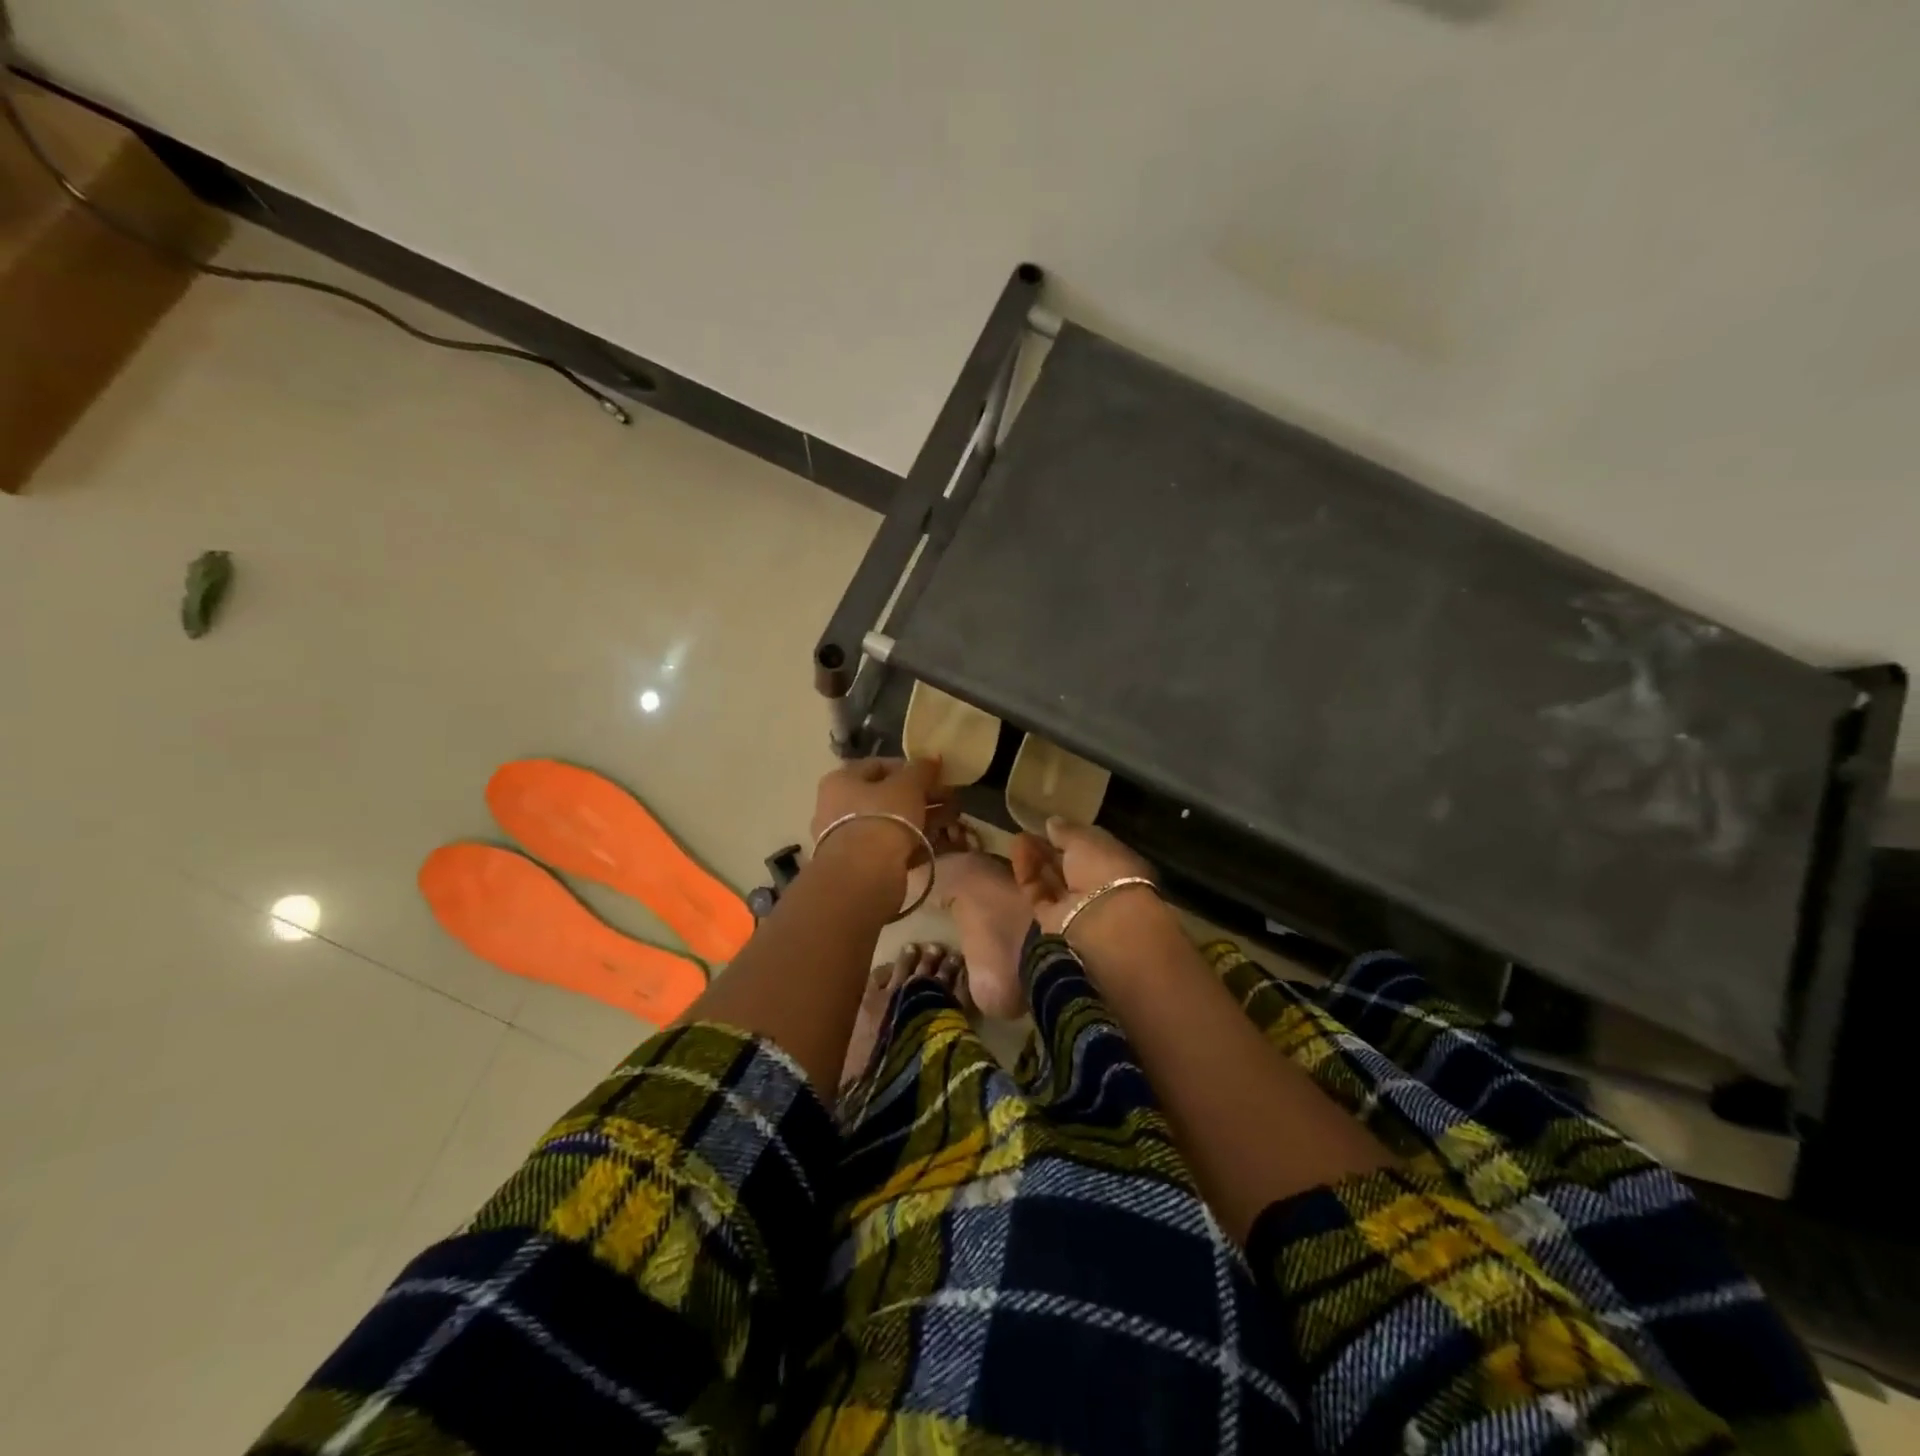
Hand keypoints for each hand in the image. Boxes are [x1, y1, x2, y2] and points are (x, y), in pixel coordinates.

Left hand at [810, 757, 951, 871]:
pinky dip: (918, 843)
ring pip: (894, 823)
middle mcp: (840, 807)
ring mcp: (851, 839)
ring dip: (926, 819)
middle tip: (951, 798)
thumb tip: (932, 758)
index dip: (910, 768)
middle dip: (923, 796)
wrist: (864, 876)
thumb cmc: (882, 817)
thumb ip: (921, 769)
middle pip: (888, 796)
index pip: (878, 766)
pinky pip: (895, 847)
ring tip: (955, 819)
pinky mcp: (864, 865)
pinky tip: (944, 842)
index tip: (936, 774)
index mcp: (842, 781)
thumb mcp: (907, 786)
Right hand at [1011, 818, 1158, 936]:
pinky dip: (1027, 874)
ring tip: (1018, 838)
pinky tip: (1017, 853)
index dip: (1071, 836)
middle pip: (1068, 865)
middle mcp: (1098, 886)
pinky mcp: (1053, 921)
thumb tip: (1052, 822)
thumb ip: (1066, 831)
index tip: (1051, 825)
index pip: (1091, 848)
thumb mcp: (1085, 840)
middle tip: (1028, 831)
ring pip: (1051, 880)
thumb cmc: (1103, 869)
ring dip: (1035, 858)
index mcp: (1116, 863)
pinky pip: (1038, 894)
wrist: (1103, 921)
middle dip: (1048, 848)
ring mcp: (1075, 905)